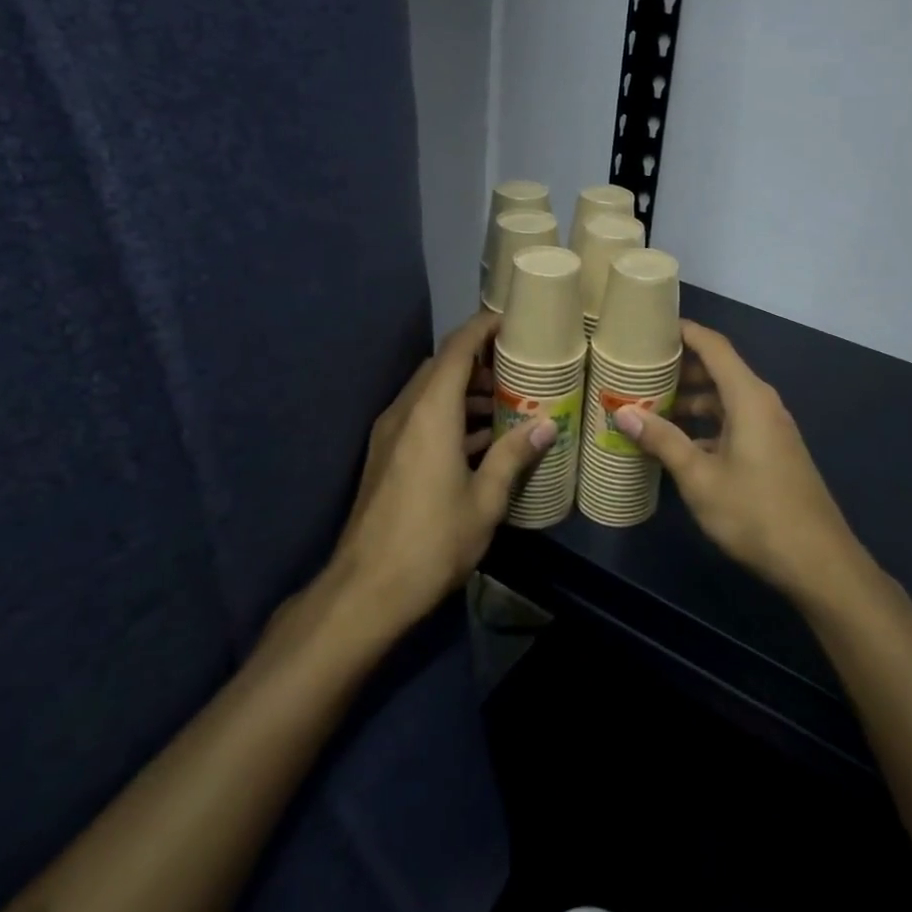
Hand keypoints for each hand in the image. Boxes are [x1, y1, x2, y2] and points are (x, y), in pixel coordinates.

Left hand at [330, 312, 555, 633]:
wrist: (364, 591)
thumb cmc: (432, 542)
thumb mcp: (485, 501)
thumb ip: (514, 456)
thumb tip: (546, 425)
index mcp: (430, 413)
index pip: (456, 349)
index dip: (483, 327)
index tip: (512, 320)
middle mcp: (405, 412)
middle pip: (441, 366)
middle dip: (479, 361)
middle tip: (518, 368)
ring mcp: (390, 434)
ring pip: (430, 392)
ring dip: (465, 390)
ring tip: (506, 404)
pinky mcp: (385, 456)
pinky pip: (421, 417)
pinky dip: (450, 415)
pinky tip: (479, 440)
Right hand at [614, 320, 863, 603]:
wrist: (818, 562)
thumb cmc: (755, 512)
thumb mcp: (699, 478)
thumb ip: (663, 440)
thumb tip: (623, 412)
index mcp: (748, 397)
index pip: (714, 346)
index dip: (685, 331)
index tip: (651, 327)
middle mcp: (762, 403)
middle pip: (719, 370)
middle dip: (680, 369)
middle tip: (638, 372)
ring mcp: (770, 428)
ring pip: (725, 399)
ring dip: (691, 400)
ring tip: (650, 407)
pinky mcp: (772, 450)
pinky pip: (734, 420)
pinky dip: (707, 423)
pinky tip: (679, 443)